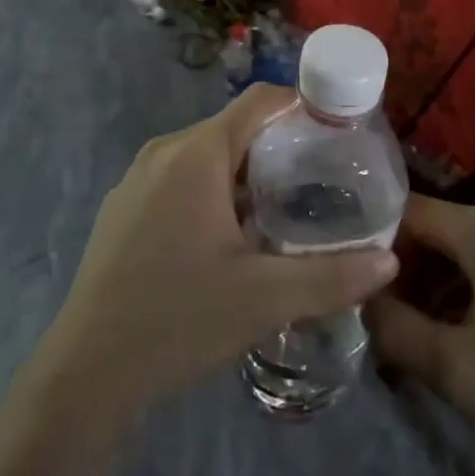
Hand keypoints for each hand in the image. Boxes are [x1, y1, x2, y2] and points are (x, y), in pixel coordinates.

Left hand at [31, 85, 399, 416]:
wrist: (84, 374)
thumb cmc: (178, 320)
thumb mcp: (264, 298)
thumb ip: (332, 277)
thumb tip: (390, 261)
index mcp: (197, 153)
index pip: (260, 101)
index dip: (303, 106)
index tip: (339, 133)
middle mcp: (165, 151)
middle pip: (235, 128)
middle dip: (280, 148)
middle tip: (322, 182)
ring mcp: (138, 178)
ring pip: (207, 156)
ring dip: (247, 174)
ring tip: (285, 211)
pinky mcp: (123, 207)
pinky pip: (181, 179)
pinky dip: (214, 191)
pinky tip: (230, 239)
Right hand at [365, 197, 474, 475]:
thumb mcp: (458, 370)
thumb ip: (397, 331)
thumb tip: (360, 304)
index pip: (409, 211)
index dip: (373, 240)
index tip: (347, 274)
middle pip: (435, 227)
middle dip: (402, 266)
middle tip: (373, 309)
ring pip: (460, 245)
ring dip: (431, 279)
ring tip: (404, 323)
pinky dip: (461, 283)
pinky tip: (451, 325)